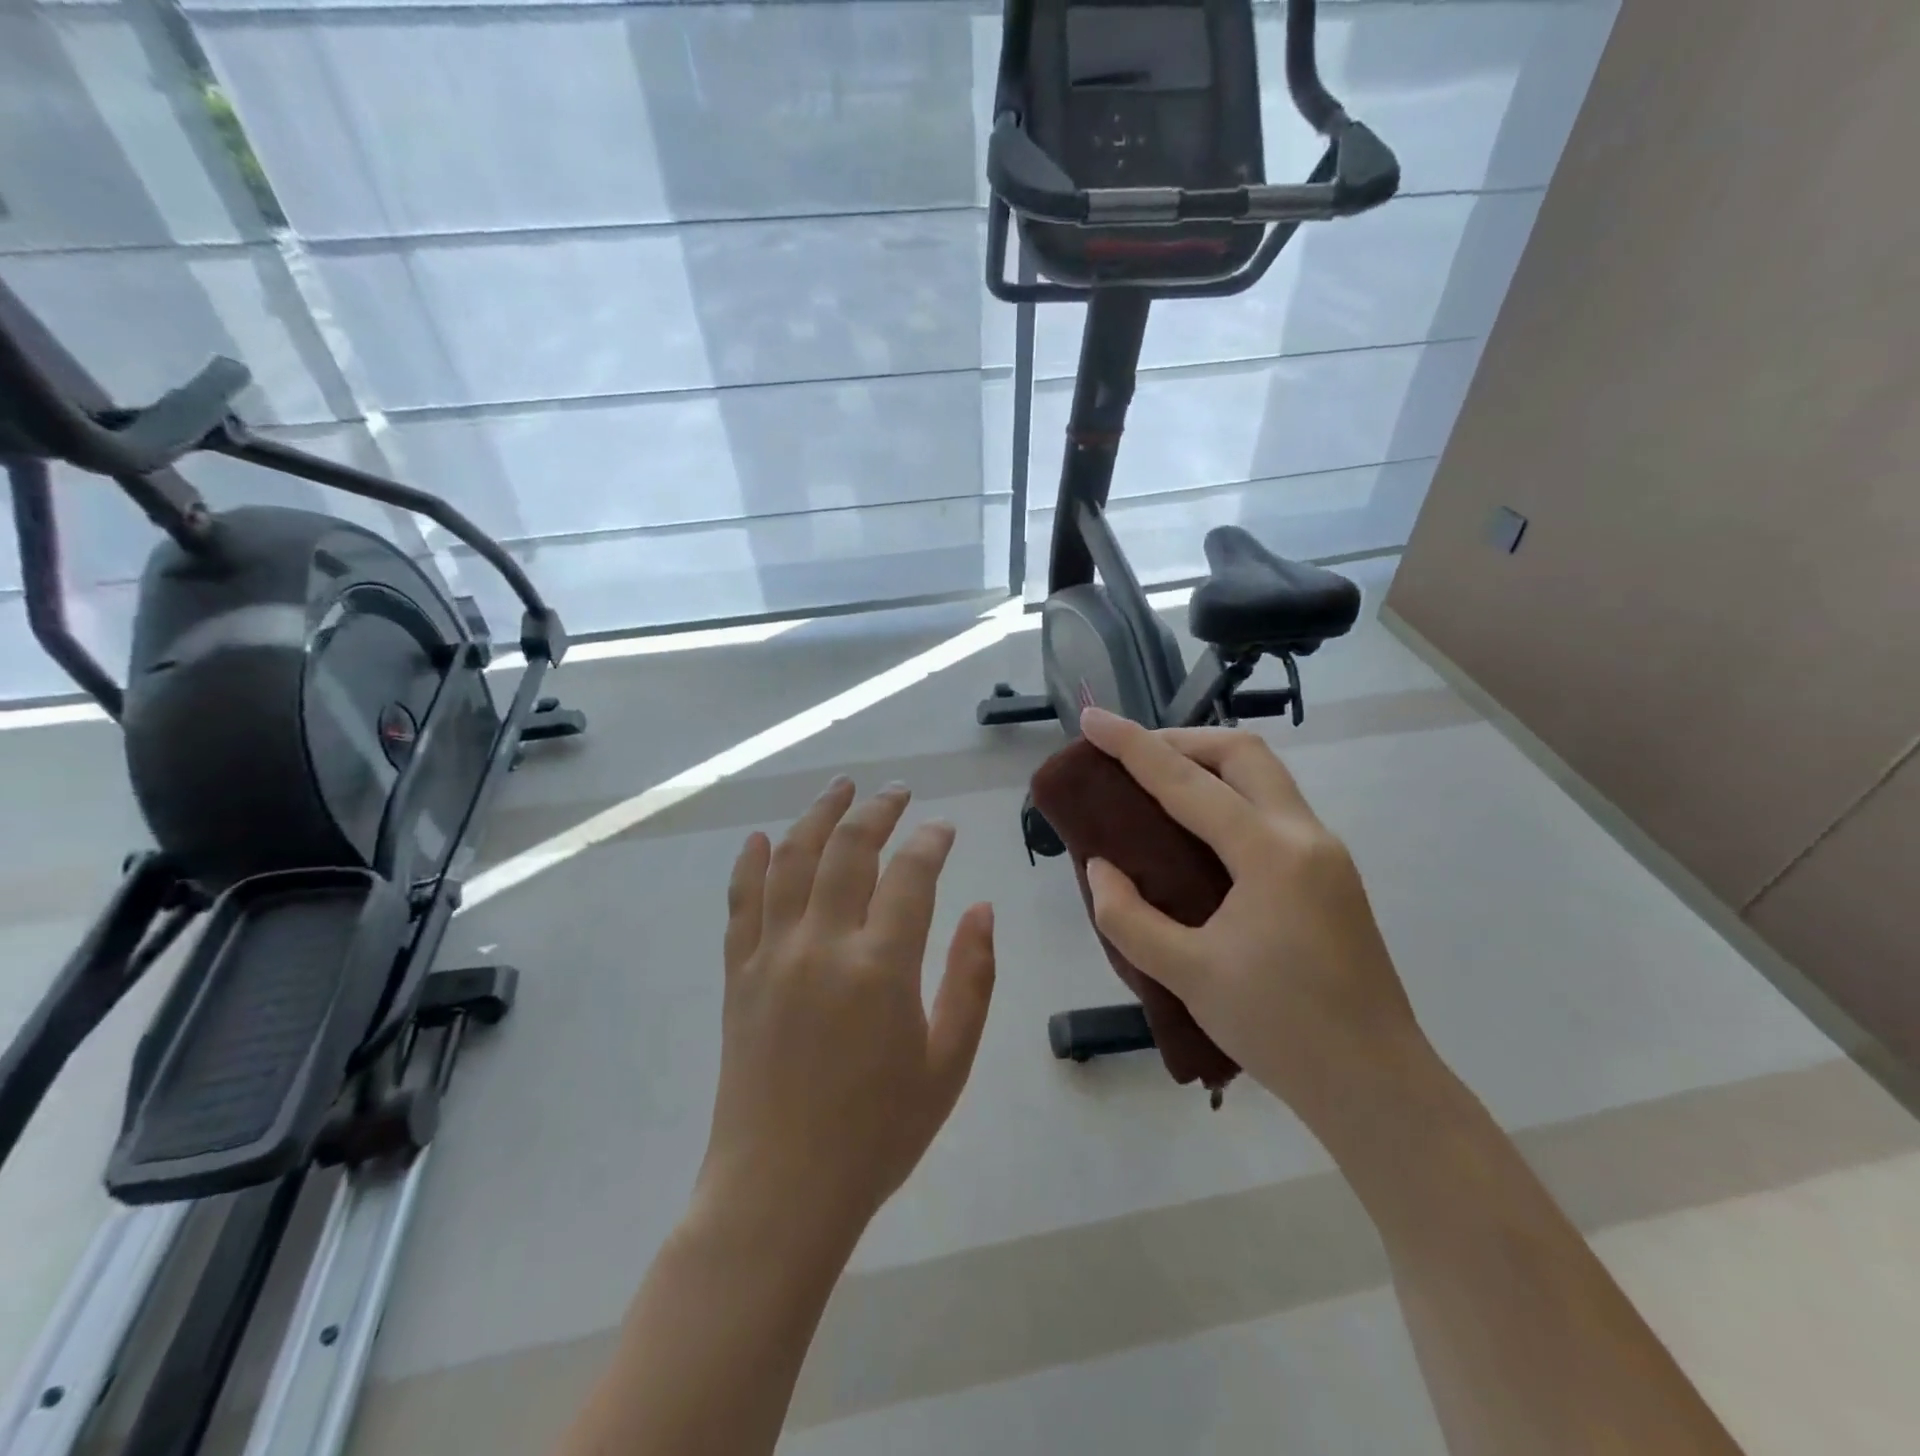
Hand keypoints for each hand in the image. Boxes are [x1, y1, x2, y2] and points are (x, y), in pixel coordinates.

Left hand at [696, 778, 996, 1239]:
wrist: (779, 1193)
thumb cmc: (877, 1134)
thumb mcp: (949, 1064)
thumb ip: (971, 979)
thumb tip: (982, 910)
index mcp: (880, 967)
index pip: (911, 874)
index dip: (931, 841)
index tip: (944, 827)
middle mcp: (822, 945)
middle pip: (848, 849)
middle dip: (878, 810)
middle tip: (898, 793)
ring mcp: (772, 955)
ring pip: (792, 860)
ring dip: (818, 816)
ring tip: (840, 787)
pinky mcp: (739, 974)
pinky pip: (741, 903)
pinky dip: (751, 863)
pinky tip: (762, 838)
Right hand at [1077, 707, 1422, 1121]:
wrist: (1378, 1087)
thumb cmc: (1281, 1030)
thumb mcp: (1188, 975)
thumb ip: (1129, 918)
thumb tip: (1102, 867)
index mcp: (1270, 853)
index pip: (1186, 781)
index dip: (1132, 745)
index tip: (1092, 719)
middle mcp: (1305, 836)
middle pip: (1243, 752)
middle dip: (1182, 739)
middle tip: (1132, 754)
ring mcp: (1326, 853)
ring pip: (1265, 776)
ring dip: (1210, 764)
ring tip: (1158, 784)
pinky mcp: (1331, 875)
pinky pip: (1274, 808)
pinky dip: (1230, 796)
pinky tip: (1199, 831)